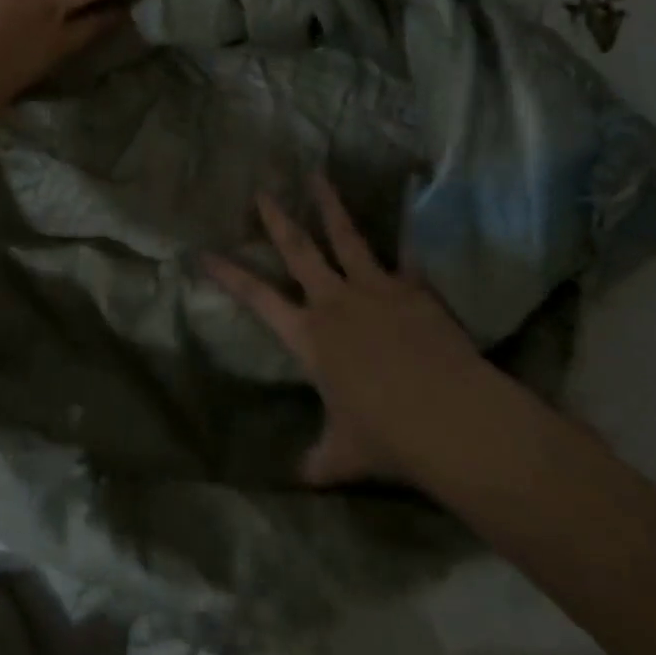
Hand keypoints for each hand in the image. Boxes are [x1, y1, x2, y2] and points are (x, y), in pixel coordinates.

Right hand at [205, 177, 489, 487]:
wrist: (450, 418)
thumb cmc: (386, 436)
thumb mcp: (342, 454)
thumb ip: (318, 460)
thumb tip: (299, 478)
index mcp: (309, 337)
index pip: (256, 298)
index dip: (229, 274)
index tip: (206, 252)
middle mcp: (335, 302)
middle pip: (299, 251)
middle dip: (277, 220)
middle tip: (263, 191)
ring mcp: (376, 290)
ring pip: (346, 237)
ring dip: (330, 205)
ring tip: (319, 175)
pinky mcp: (414, 290)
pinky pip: (407, 253)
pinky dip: (406, 229)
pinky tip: (409, 203)